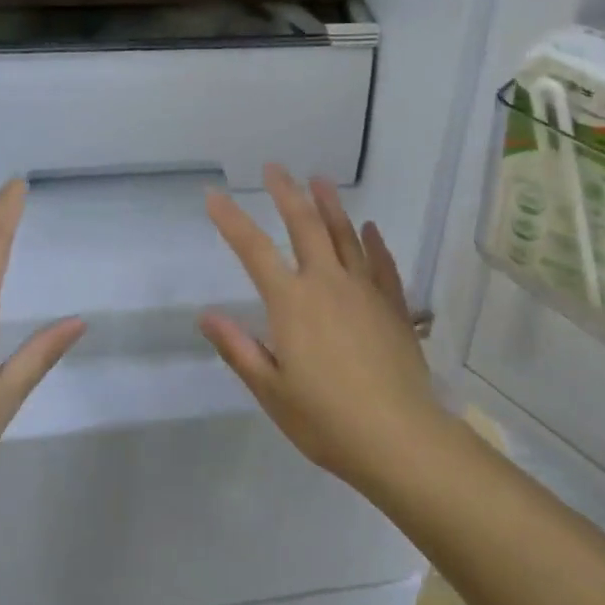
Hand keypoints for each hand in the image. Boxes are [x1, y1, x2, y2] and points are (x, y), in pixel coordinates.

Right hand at [201, 167, 447, 494]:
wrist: (398, 436)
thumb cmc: (326, 420)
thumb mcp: (271, 390)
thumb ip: (239, 348)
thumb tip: (206, 315)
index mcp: (292, 303)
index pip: (254, 251)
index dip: (231, 220)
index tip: (214, 195)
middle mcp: (328, 283)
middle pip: (305, 226)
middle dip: (287, 193)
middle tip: (275, 168)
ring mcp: (365, 290)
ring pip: (345, 235)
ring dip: (331, 205)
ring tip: (320, 179)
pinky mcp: (393, 305)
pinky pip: (382, 264)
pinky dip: (374, 243)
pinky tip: (371, 228)